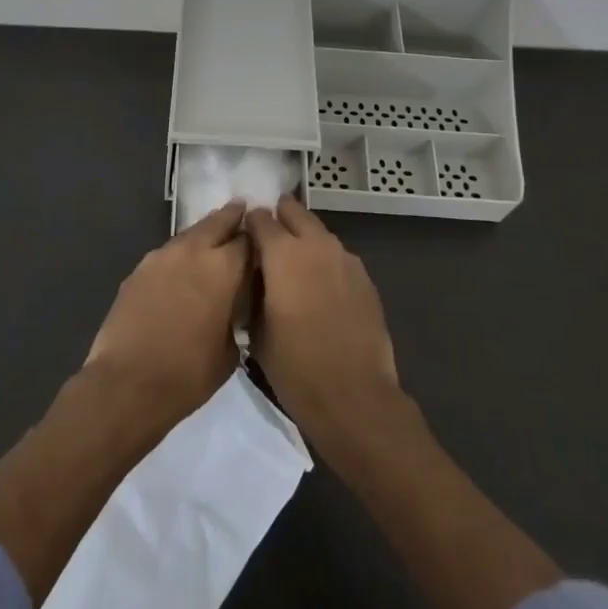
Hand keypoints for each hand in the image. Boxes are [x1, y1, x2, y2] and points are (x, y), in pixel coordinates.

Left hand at [85, 200, 250, 428]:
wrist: (128, 384)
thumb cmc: (189, 374)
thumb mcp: (230, 351)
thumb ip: (236, 316)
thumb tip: (234, 306)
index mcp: (223, 268)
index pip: (248, 240)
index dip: (257, 240)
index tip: (263, 241)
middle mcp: (192, 251)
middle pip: (217, 222)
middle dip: (231, 218)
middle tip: (241, 211)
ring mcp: (160, 257)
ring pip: (189, 235)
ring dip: (203, 235)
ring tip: (212, 241)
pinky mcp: (138, 270)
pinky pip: (166, 254)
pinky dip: (179, 255)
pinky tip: (181, 269)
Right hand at [245, 196, 399, 434]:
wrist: (354, 397)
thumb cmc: (295, 367)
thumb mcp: (256, 330)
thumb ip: (253, 290)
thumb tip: (254, 274)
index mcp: (283, 254)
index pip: (260, 218)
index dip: (249, 224)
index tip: (242, 237)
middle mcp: (316, 245)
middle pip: (294, 212)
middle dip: (279, 219)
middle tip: (267, 241)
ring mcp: (346, 259)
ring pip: (319, 232)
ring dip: (303, 240)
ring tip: (292, 266)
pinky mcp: (365, 278)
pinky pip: (337, 256)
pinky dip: (324, 261)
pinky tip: (318, 287)